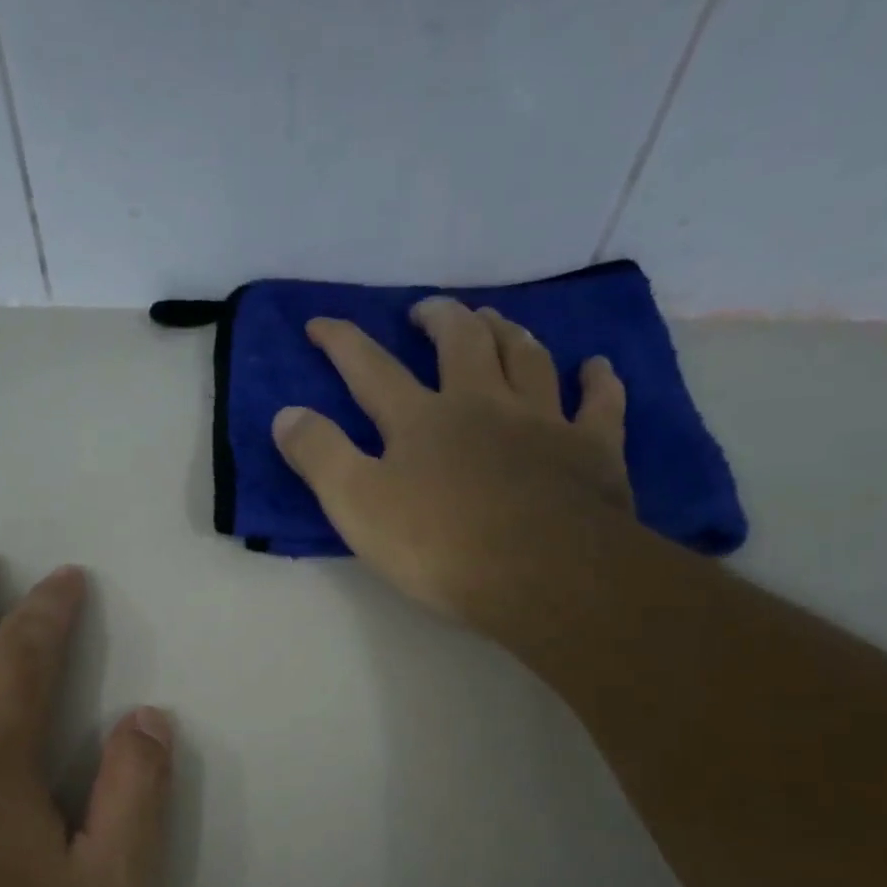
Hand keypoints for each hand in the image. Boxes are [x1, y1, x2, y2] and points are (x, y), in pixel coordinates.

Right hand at [271, 297, 636, 653]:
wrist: (545, 575)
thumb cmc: (441, 546)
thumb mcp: (357, 506)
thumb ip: (320, 456)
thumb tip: (286, 414)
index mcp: (421, 419)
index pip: (371, 368)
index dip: (342, 342)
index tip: (320, 322)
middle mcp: (482, 404)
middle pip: (461, 343)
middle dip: (439, 318)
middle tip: (426, 310)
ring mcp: (543, 422)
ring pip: (527, 358)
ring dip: (508, 331)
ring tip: (495, 319)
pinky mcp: (593, 449)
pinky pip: (600, 403)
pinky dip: (597, 381)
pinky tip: (596, 367)